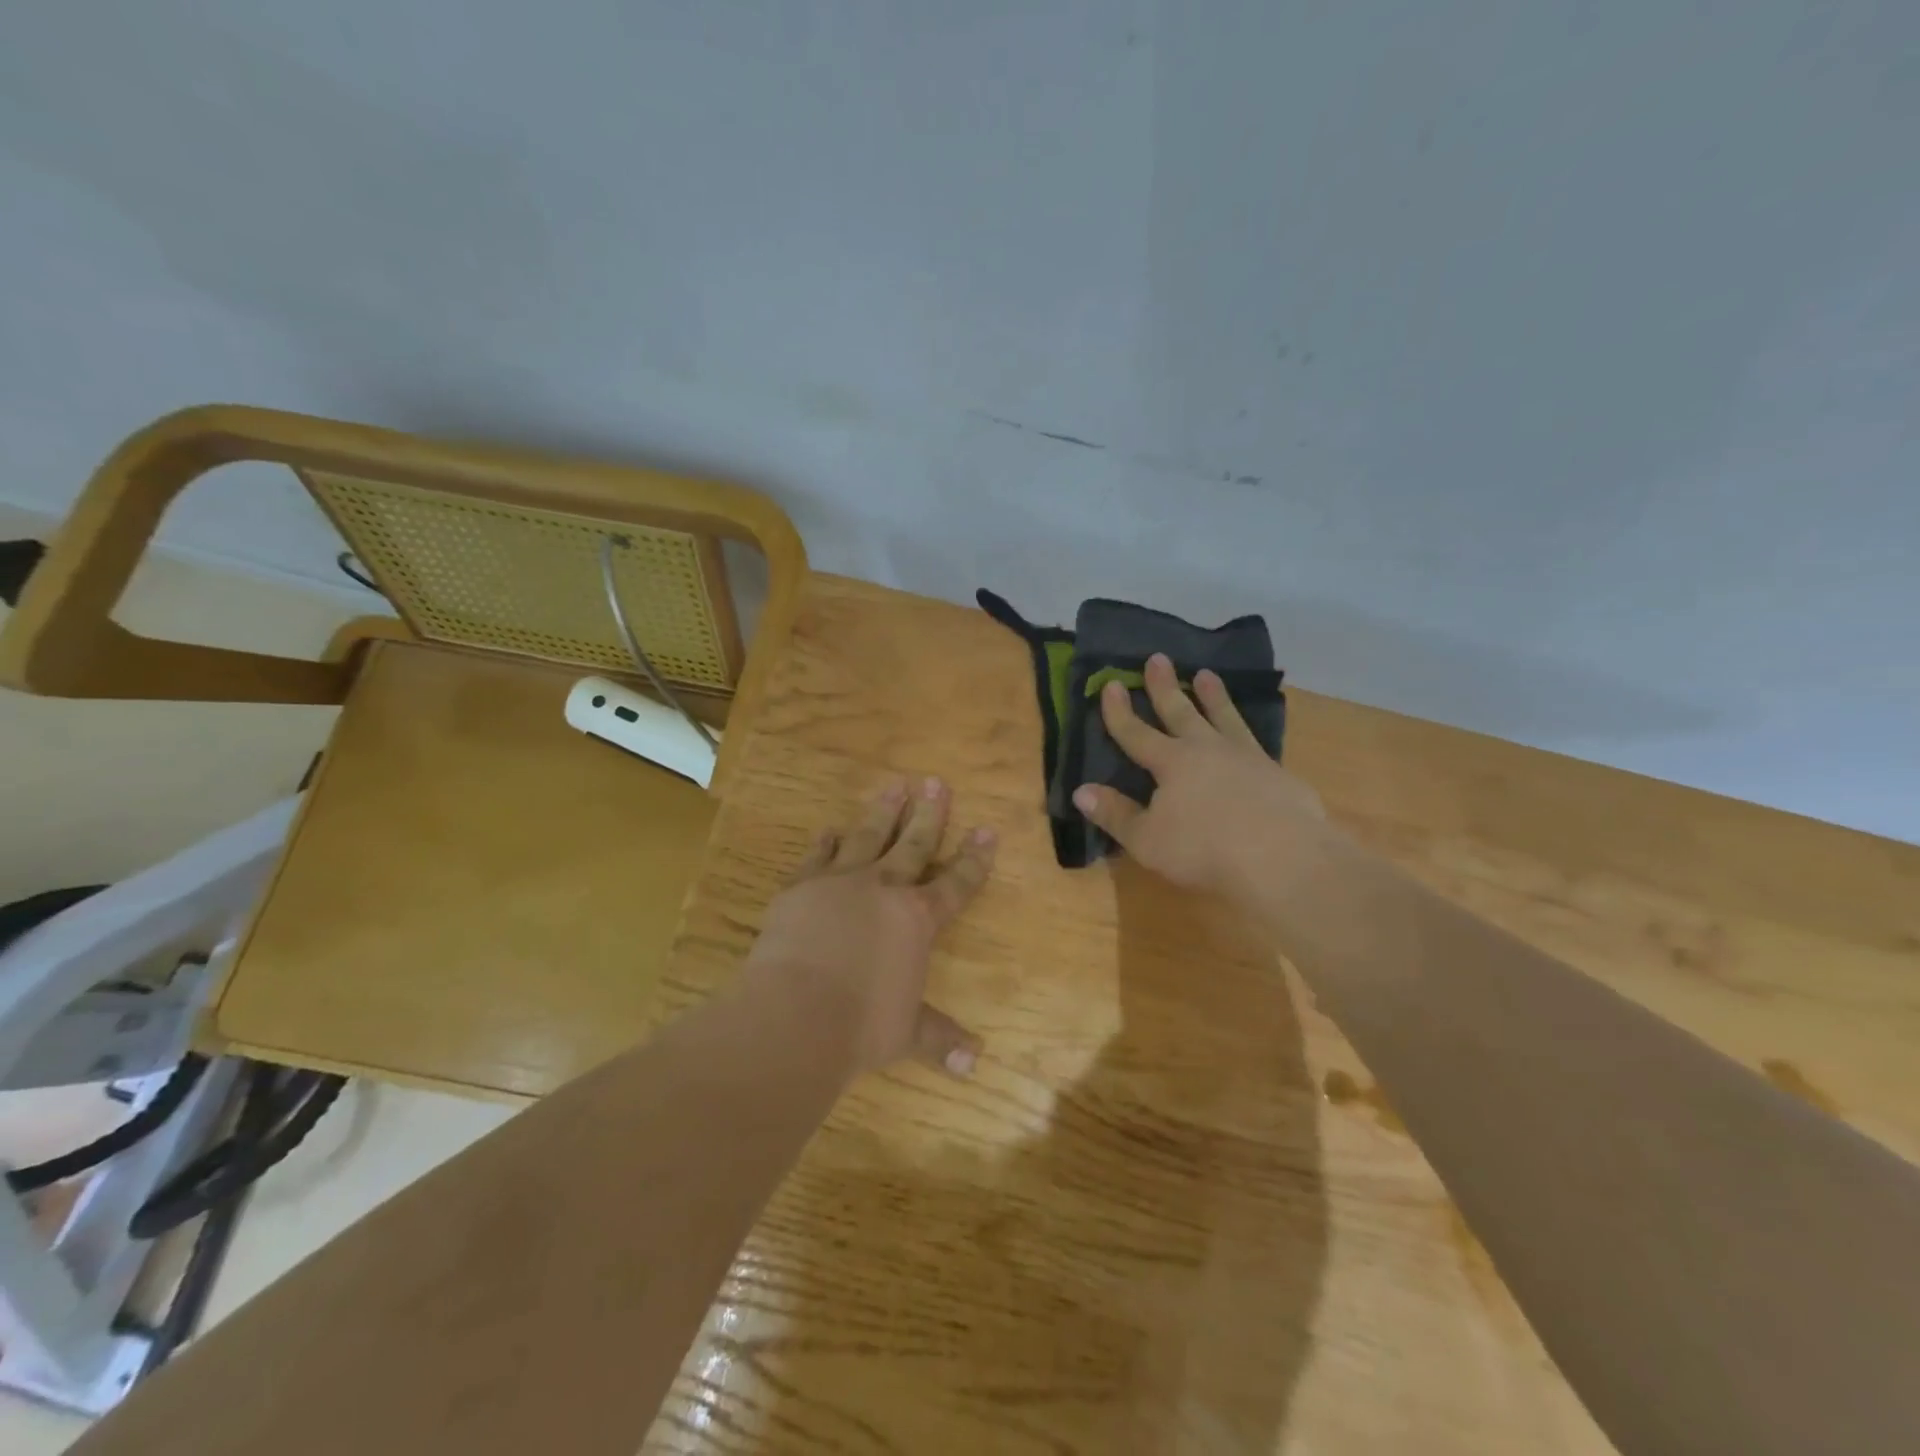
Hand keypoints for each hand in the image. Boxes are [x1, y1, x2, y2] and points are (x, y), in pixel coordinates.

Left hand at [743, 777, 996, 1080]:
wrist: (795, 1013)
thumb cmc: (862, 1025)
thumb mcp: (907, 1033)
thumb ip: (939, 1038)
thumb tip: (973, 1065)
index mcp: (917, 919)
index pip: (956, 882)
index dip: (974, 857)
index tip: (987, 830)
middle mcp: (884, 889)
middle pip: (913, 843)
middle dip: (928, 813)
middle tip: (936, 782)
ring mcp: (840, 882)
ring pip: (868, 836)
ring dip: (883, 812)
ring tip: (894, 786)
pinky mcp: (801, 887)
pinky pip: (818, 856)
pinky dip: (826, 842)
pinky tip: (831, 829)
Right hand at [1073, 652, 1327, 896]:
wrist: (1283, 857)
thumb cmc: (1204, 849)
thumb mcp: (1147, 839)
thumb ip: (1115, 814)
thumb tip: (1080, 791)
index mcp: (1171, 763)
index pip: (1136, 733)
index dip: (1119, 712)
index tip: (1111, 684)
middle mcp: (1207, 749)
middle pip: (1180, 712)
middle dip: (1165, 687)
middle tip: (1158, 658)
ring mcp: (1246, 758)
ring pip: (1223, 717)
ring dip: (1212, 697)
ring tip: (1206, 675)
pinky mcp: (1277, 773)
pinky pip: (1255, 741)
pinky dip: (1246, 730)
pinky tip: (1248, 733)